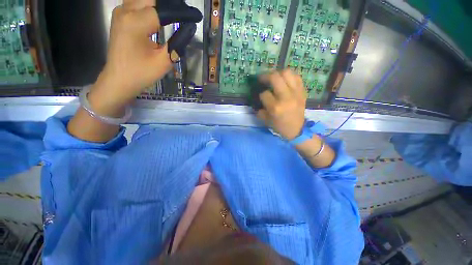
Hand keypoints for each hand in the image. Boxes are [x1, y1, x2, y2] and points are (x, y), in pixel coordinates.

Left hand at [89, 0, 201, 115]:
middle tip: (186, 13)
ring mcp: (121, 11)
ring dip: (162, 4)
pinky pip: (138, 2)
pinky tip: (161, 12)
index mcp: (136, 23)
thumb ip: (177, 43)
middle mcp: (126, 11)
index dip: (182, 12)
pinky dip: (152, 5)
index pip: (165, 10)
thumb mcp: (164, 61)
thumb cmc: (141, 73)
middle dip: (172, 5)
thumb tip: (190, 28)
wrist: (119, 79)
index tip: (196, 16)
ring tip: (176, 12)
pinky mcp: (121, 15)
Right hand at [256, 69, 306, 140]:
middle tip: (262, 78)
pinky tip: (285, 80)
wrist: (297, 129)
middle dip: (266, 76)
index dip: (261, 94)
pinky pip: (296, 77)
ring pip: (287, 73)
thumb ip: (260, 110)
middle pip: (275, 77)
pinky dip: (289, 76)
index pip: (264, 94)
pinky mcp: (302, 91)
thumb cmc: (280, 126)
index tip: (262, 96)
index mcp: (275, 108)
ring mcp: (296, 93)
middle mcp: (286, 97)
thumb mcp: (266, 121)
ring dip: (278, 73)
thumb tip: (258, 99)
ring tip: (274, 77)